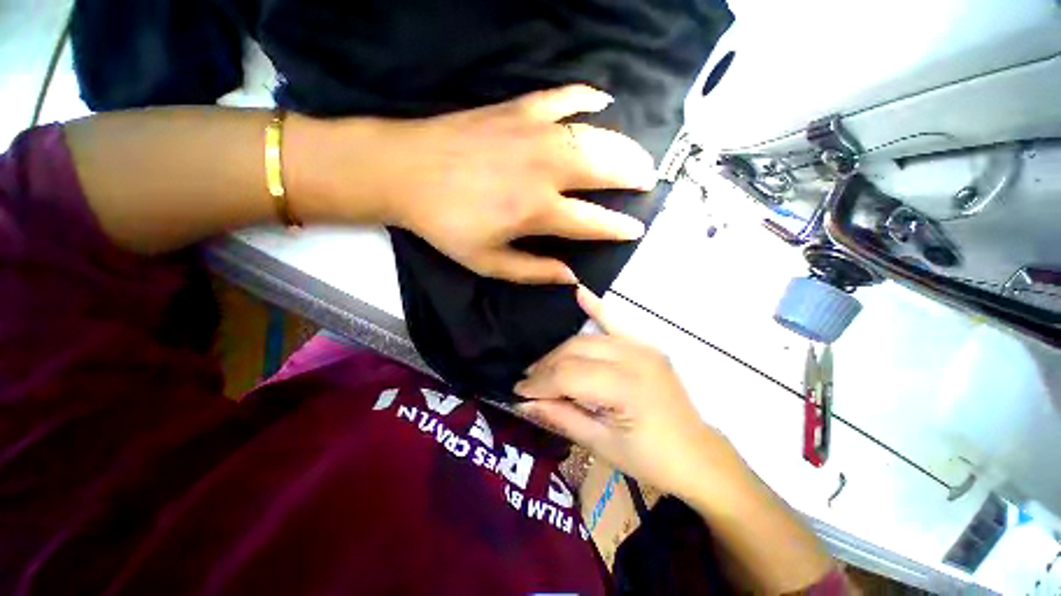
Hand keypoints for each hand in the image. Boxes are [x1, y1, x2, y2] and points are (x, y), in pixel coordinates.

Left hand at [373, 85, 656, 283]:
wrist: (406, 171)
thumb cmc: (446, 224)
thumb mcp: (488, 262)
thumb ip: (534, 271)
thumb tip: (572, 277)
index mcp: (537, 211)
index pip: (592, 221)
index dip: (618, 227)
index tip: (636, 228)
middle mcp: (545, 169)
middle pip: (605, 170)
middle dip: (633, 176)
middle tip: (648, 181)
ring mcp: (534, 133)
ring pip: (594, 135)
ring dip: (623, 146)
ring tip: (637, 154)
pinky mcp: (519, 109)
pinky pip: (564, 97)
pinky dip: (588, 97)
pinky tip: (603, 103)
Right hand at [514, 286, 744, 498]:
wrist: (698, 456)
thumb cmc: (651, 459)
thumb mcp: (602, 445)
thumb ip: (562, 417)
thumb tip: (524, 402)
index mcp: (627, 387)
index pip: (569, 375)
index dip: (540, 383)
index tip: (518, 391)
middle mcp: (635, 357)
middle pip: (576, 352)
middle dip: (547, 367)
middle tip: (528, 382)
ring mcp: (642, 347)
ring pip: (587, 339)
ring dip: (561, 351)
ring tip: (542, 366)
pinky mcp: (645, 345)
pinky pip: (616, 321)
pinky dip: (596, 307)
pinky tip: (579, 292)